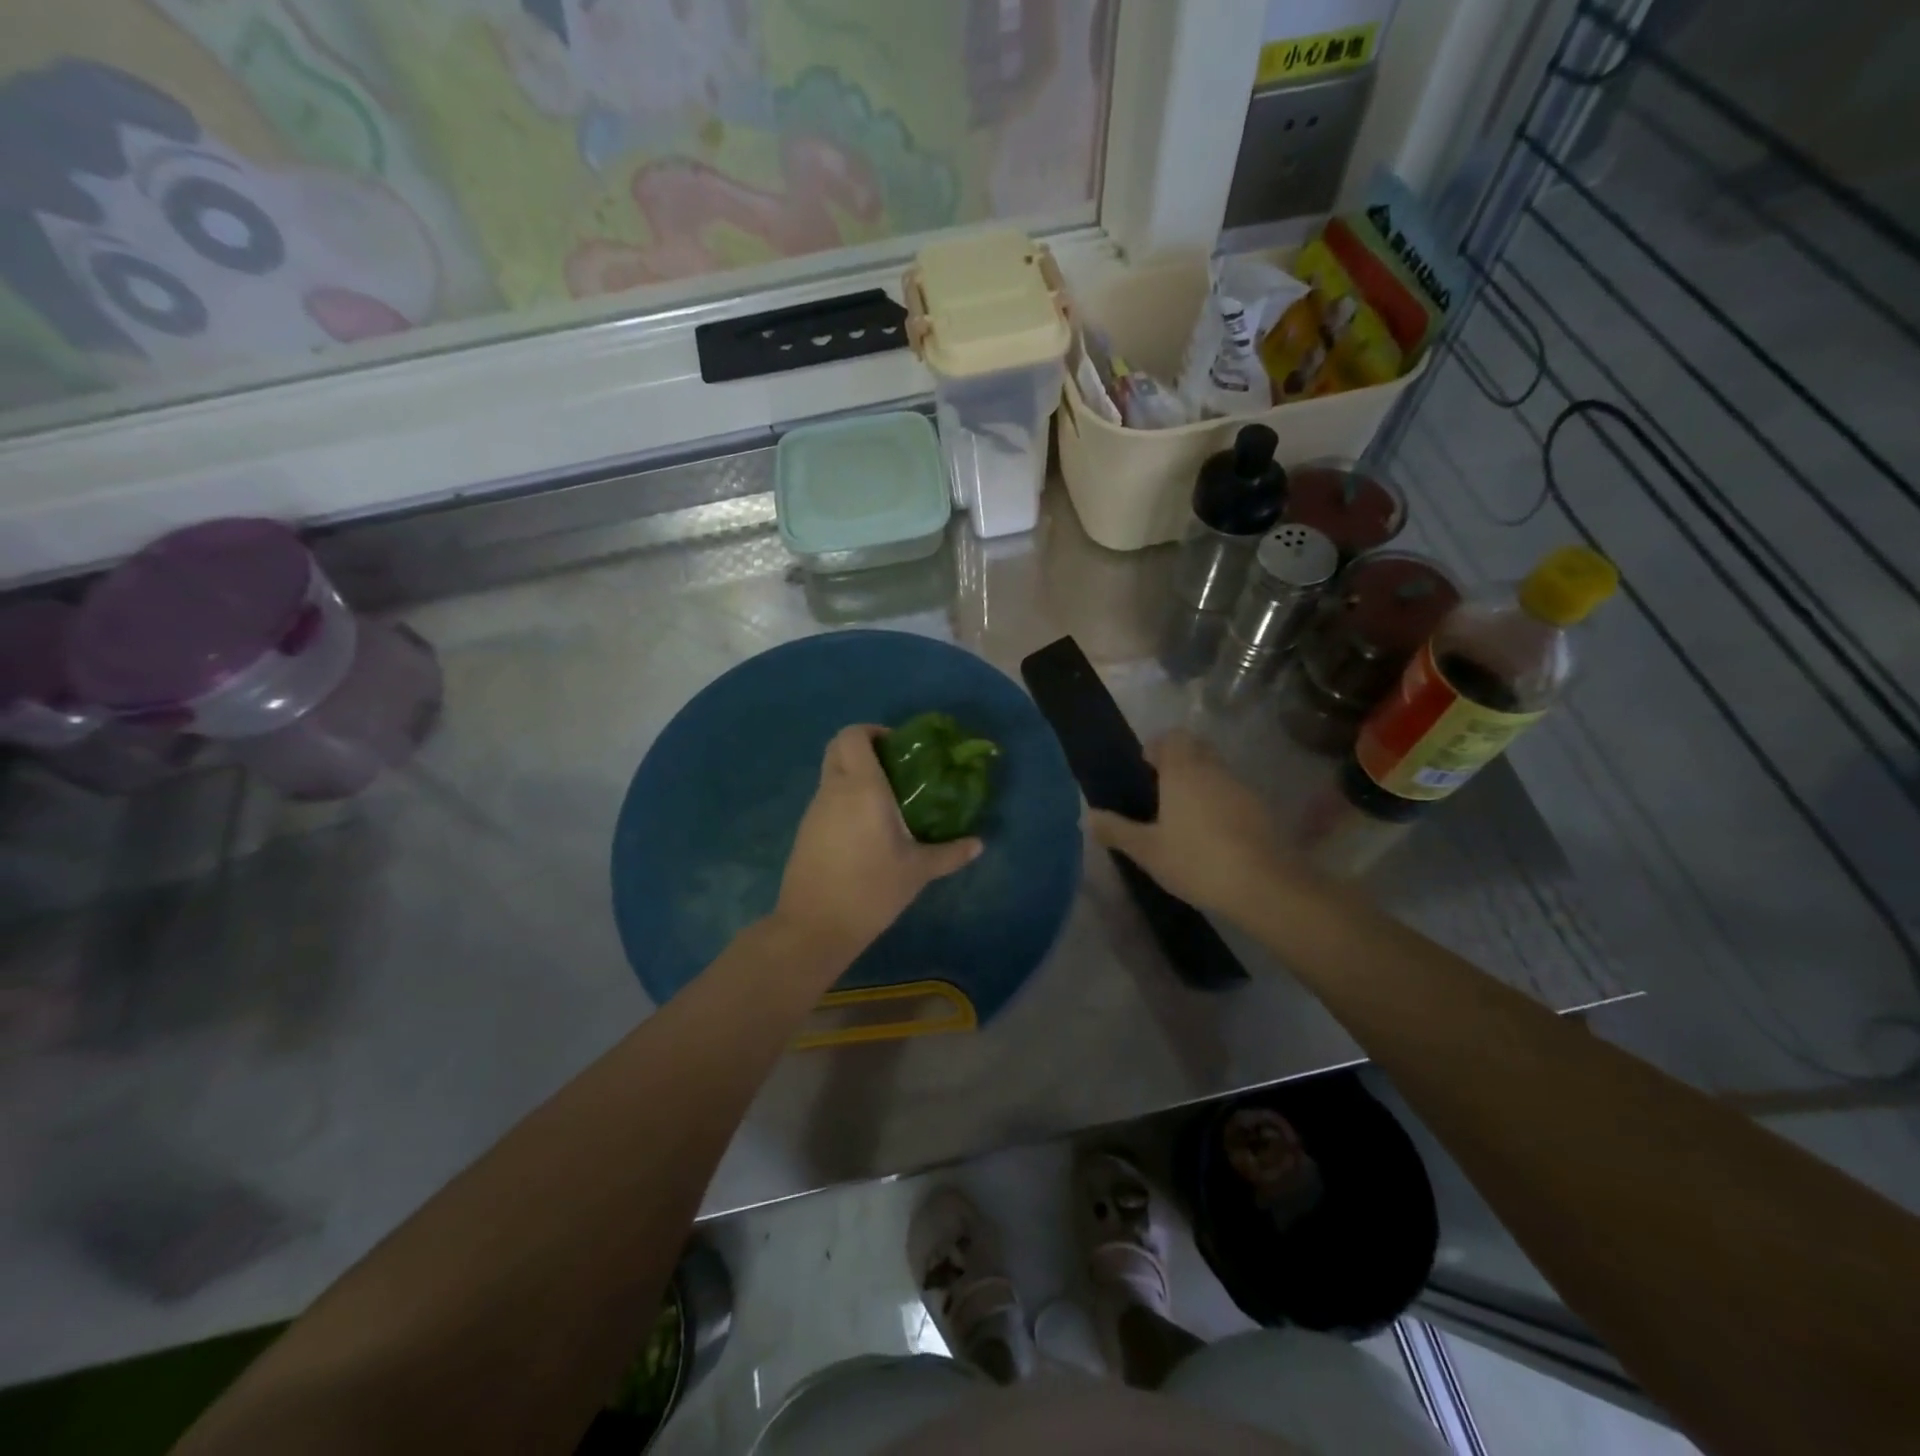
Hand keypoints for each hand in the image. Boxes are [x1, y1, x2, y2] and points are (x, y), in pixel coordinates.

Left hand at [773, 725, 981, 965]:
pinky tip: (865, 830)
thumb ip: (950, 853)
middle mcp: (834, 790)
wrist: (815, 926)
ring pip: (831, 774)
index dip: (873, 731)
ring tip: (886, 802)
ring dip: (854, 775)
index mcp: (862, 787)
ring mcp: (815, 810)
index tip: (898, 747)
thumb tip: (979, 844)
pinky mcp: (806, 831)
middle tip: (893, 768)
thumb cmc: (872, 889)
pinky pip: (826, 800)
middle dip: (862, 747)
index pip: (854, 735)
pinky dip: (844, 800)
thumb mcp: (918, 871)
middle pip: (837, 747)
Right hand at [1088, 729, 1292, 916]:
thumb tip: (1087, 816)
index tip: (1145, 768)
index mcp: (1183, 771)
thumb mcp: (1147, 850)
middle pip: (1196, 748)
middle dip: (1179, 760)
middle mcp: (1214, 770)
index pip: (1172, 737)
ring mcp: (1241, 788)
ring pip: (1217, 770)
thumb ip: (1116, 830)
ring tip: (1184, 816)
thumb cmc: (1196, 860)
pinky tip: (1212, 834)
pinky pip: (1234, 793)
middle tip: (1161, 790)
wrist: (1263, 885)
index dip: (1157, 747)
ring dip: (1201, 782)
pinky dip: (1220, 802)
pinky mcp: (1261, 810)